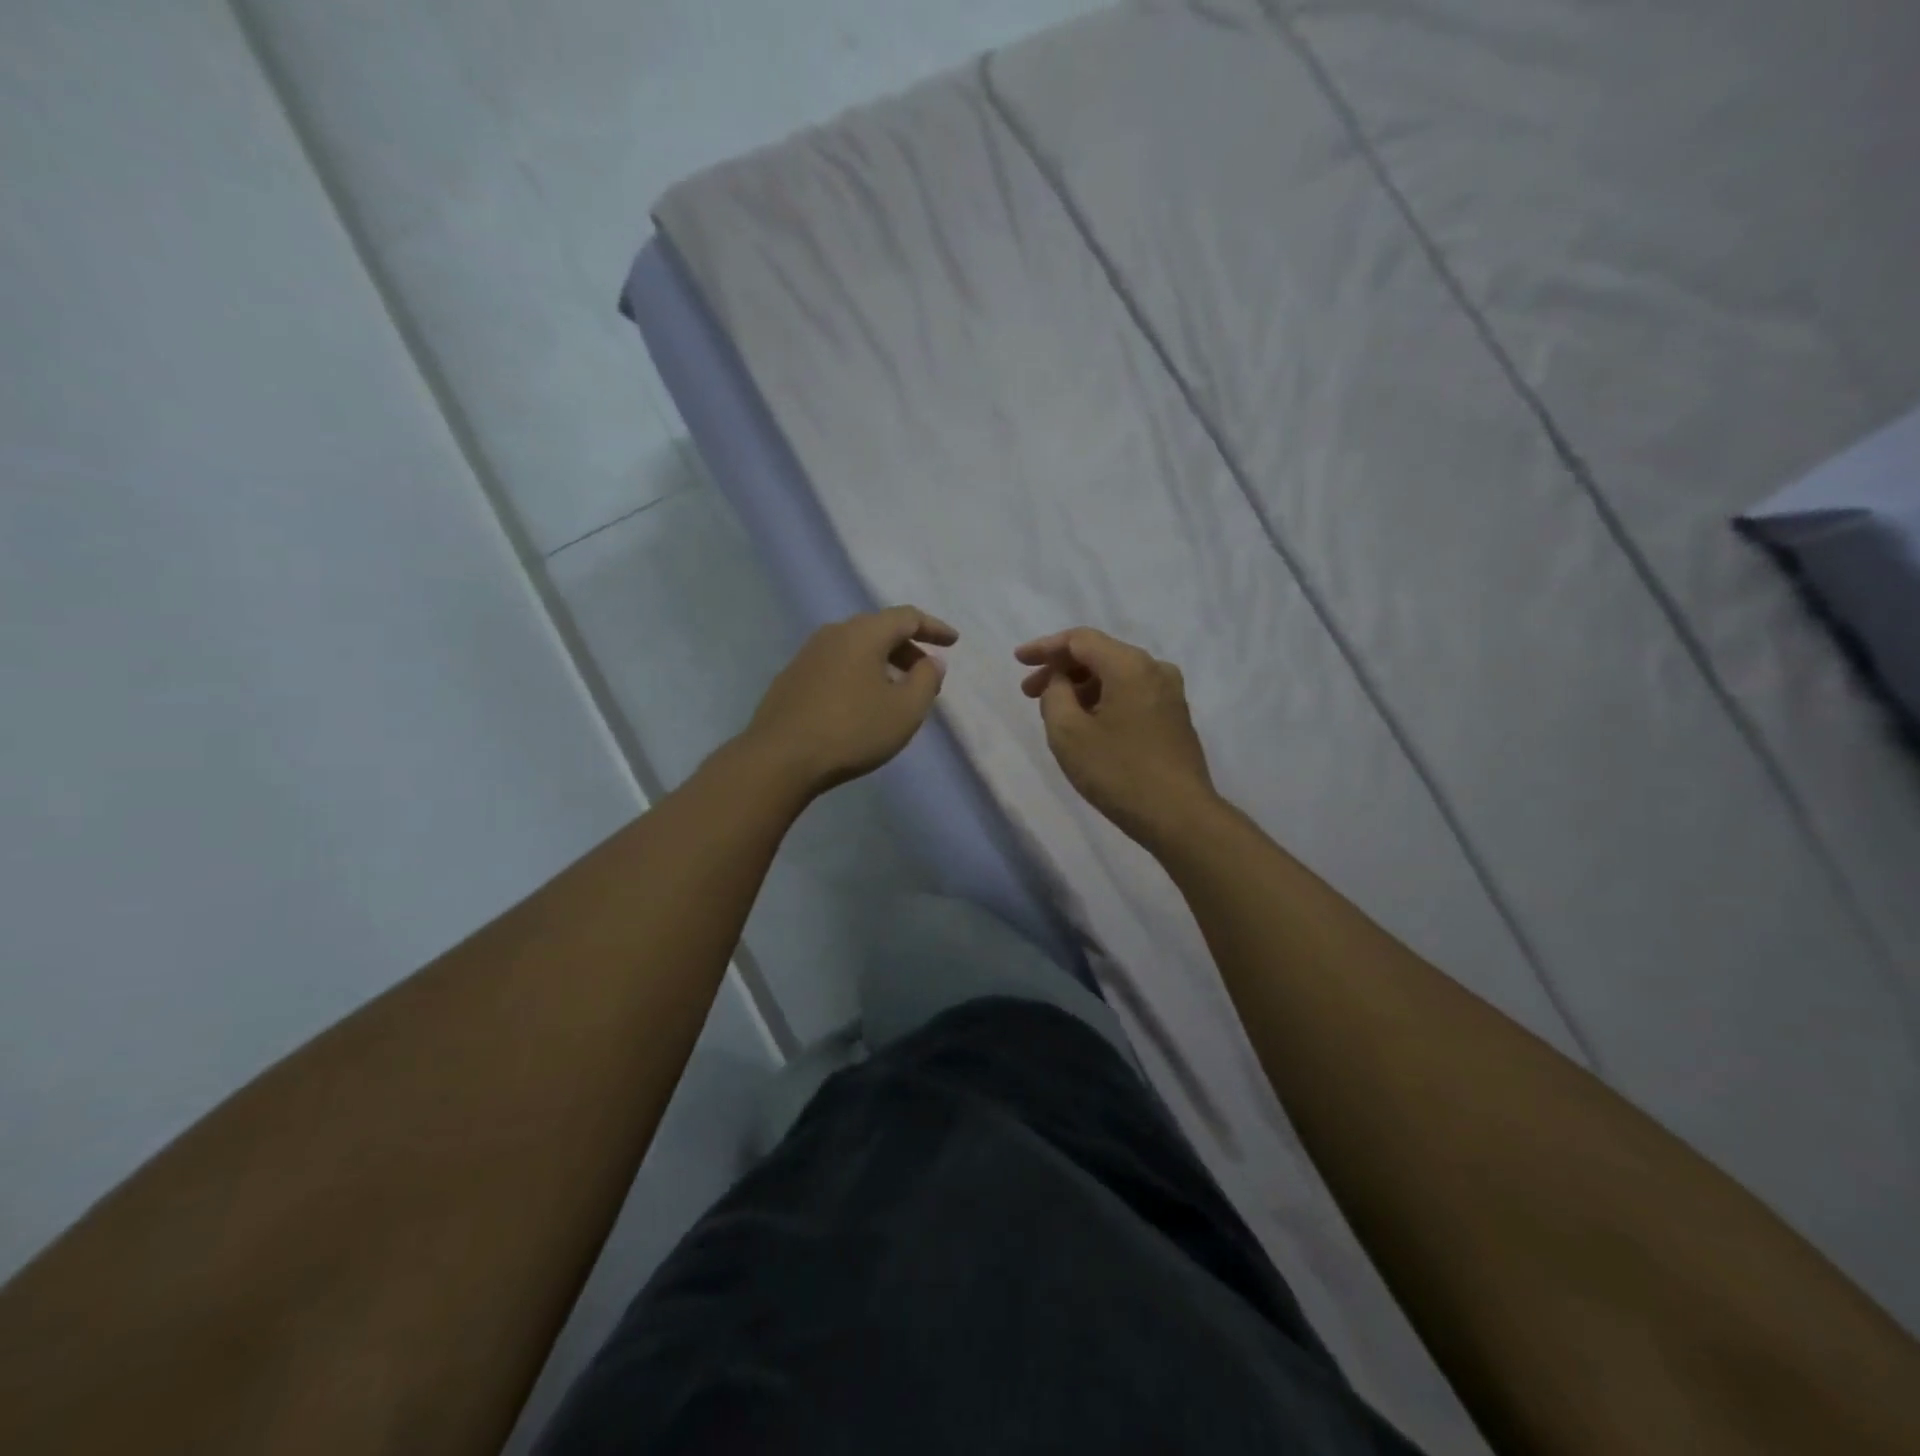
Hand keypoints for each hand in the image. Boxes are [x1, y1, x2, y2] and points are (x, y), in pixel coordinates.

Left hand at [741, 606, 957, 795]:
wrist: (780, 758)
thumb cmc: (852, 730)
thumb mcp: (905, 710)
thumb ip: (926, 680)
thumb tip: (930, 661)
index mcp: (863, 633)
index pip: (907, 617)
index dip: (934, 627)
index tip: (953, 641)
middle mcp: (833, 634)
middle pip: (879, 630)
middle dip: (907, 647)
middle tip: (925, 671)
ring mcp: (807, 655)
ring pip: (855, 648)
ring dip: (881, 662)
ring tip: (896, 690)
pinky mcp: (791, 678)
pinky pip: (836, 665)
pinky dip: (858, 674)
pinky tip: (860, 702)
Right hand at [1016, 627, 1216, 843]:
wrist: (1179, 816)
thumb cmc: (1118, 772)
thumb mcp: (1068, 733)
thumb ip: (1055, 694)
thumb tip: (1061, 681)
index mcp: (1130, 665)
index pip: (1080, 640)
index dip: (1045, 647)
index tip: (1019, 661)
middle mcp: (1155, 669)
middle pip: (1099, 655)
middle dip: (1061, 670)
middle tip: (1029, 693)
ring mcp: (1170, 693)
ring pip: (1116, 676)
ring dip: (1081, 687)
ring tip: (1054, 712)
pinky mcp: (1174, 717)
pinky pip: (1131, 694)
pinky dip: (1103, 699)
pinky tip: (1086, 722)